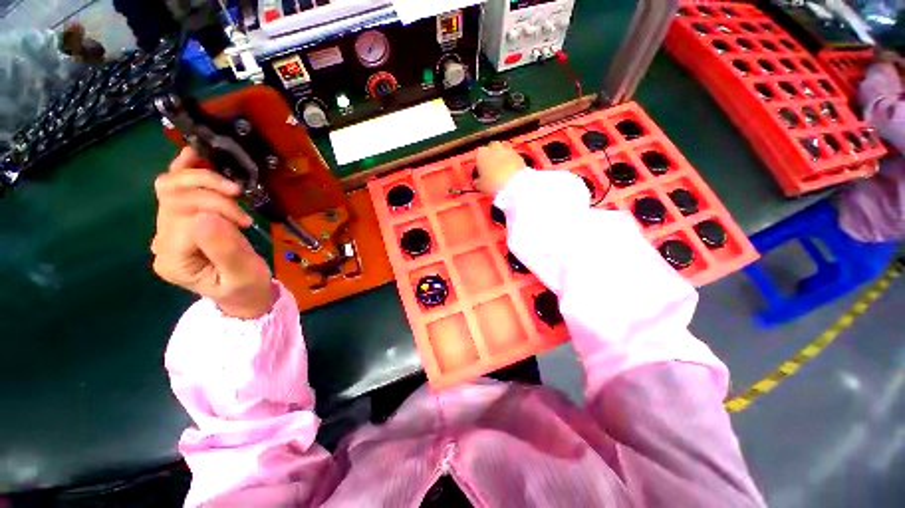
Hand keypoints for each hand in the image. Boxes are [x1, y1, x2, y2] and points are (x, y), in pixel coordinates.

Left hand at [152, 147, 275, 318]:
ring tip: (230, 187)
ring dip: (201, 179)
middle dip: (211, 194)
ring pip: (170, 187)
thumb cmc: (247, 288)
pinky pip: (173, 187)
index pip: (186, 219)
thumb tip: (208, 215)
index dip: (217, 212)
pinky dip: (183, 169)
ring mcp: (166, 229)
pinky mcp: (178, 220)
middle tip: (241, 201)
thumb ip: (224, 249)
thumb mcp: (243, 274)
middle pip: (174, 198)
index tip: (247, 223)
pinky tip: (195, 156)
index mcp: (173, 259)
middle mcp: (161, 241)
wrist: (244, 294)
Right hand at [475, 141, 526, 195]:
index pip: (479, 153)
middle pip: (492, 147)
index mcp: (482, 153)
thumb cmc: (494, 184)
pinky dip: (511, 161)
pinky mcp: (519, 155)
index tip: (481, 169)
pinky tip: (510, 171)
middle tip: (492, 166)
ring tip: (502, 168)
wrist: (514, 185)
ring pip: (503, 150)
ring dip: (502, 156)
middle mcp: (495, 148)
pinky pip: (513, 156)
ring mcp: (508, 150)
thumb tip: (478, 181)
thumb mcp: (481, 186)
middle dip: (492, 154)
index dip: (480, 161)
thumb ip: (478, 181)